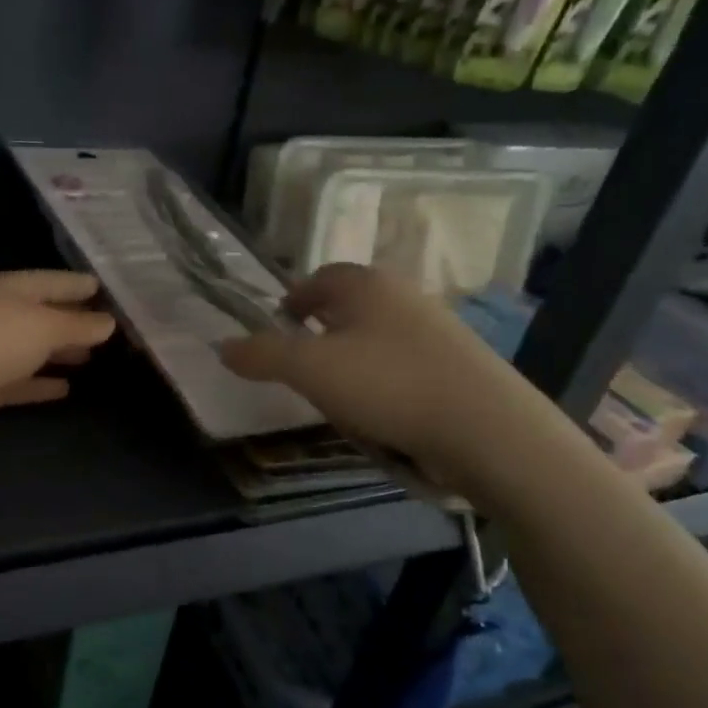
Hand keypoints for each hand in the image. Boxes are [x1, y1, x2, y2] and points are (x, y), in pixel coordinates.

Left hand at [0, 271, 116, 445]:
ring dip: (60, 353)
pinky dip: (41, 385)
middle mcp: (3, 315)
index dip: (85, 286)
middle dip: (77, 321)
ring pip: (34, 349)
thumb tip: (108, 322)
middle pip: (47, 315)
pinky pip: (21, 383)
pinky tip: (65, 390)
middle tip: (115, 331)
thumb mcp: (42, 326)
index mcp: (15, 290)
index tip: (116, 292)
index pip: (58, 281)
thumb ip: (77, 325)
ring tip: (94, 359)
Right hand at [218, 264, 565, 501]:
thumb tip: (221, 346)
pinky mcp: (457, 364)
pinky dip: (383, 381)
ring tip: (338, 395)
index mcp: (365, 284)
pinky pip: (403, 364)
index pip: (318, 278)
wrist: (486, 428)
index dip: (293, 299)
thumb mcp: (308, 370)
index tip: (279, 327)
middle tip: (302, 365)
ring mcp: (436, 329)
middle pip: (348, 306)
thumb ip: (261, 355)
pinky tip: (381, 413)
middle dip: (321, 331)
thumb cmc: (387, 385)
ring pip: (376, 336)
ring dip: (351, 359)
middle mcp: (403, 295)